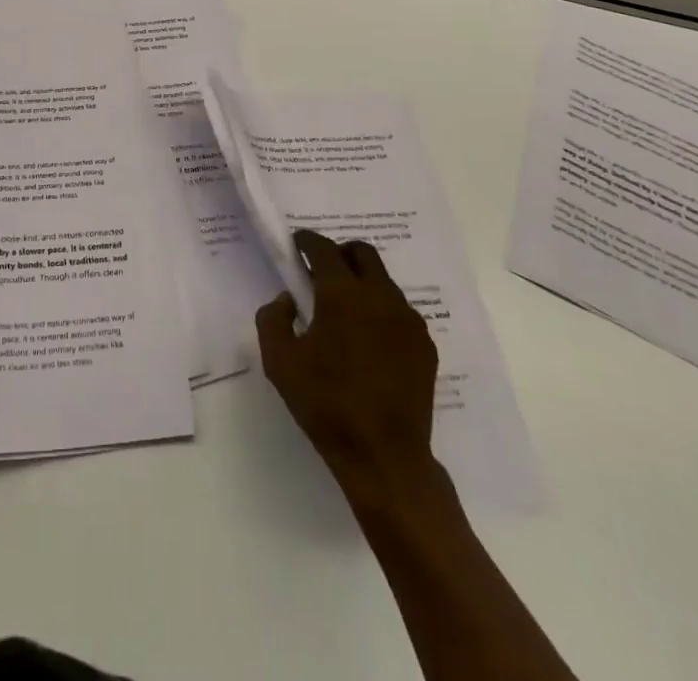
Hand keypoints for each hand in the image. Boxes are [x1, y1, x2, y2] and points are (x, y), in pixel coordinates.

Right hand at [256, 229, 447, 514]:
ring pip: (384, 281)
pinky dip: (381, 310)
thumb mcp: (279, 362)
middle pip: (362, 253)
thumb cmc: (326, 404)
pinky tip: (369, 339)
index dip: (307, 241)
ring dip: (362, 281)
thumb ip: (273, 319)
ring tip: (345, 309)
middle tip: (322, 271)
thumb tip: (288, 299)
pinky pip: (400, 310)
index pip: (324, 249)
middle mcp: (380, 296)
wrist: (384, 456)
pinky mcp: (425, 345)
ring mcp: (408, 320)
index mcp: (342, 294)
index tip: (297, 244)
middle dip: (340, 253)